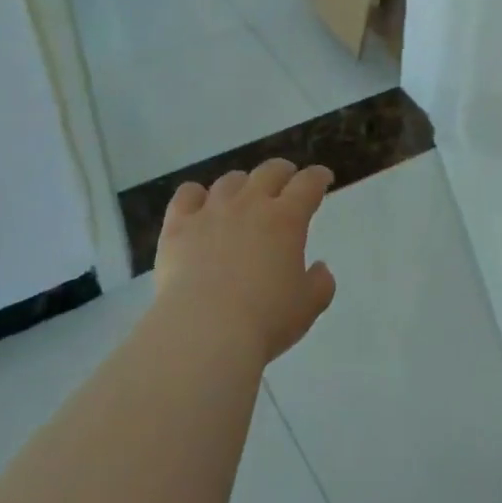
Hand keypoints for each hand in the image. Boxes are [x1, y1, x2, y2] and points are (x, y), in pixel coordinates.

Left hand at [153, 159, 337, 364]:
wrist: (204, 331)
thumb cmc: (265, 320)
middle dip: (282, 172)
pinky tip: (198, 205)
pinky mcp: (178, 225)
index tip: (323, 177)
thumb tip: (319, 268)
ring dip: (242, 183)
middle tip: (286, 179)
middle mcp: (250, 204)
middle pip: (269, 171)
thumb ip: (320, 284)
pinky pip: (187, 195)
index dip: (318, 177)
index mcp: (286, 219)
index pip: (308, 184)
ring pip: (229, 180)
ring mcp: (211, 211)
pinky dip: (196, 195)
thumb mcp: (307, 307)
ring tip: (243, 194)